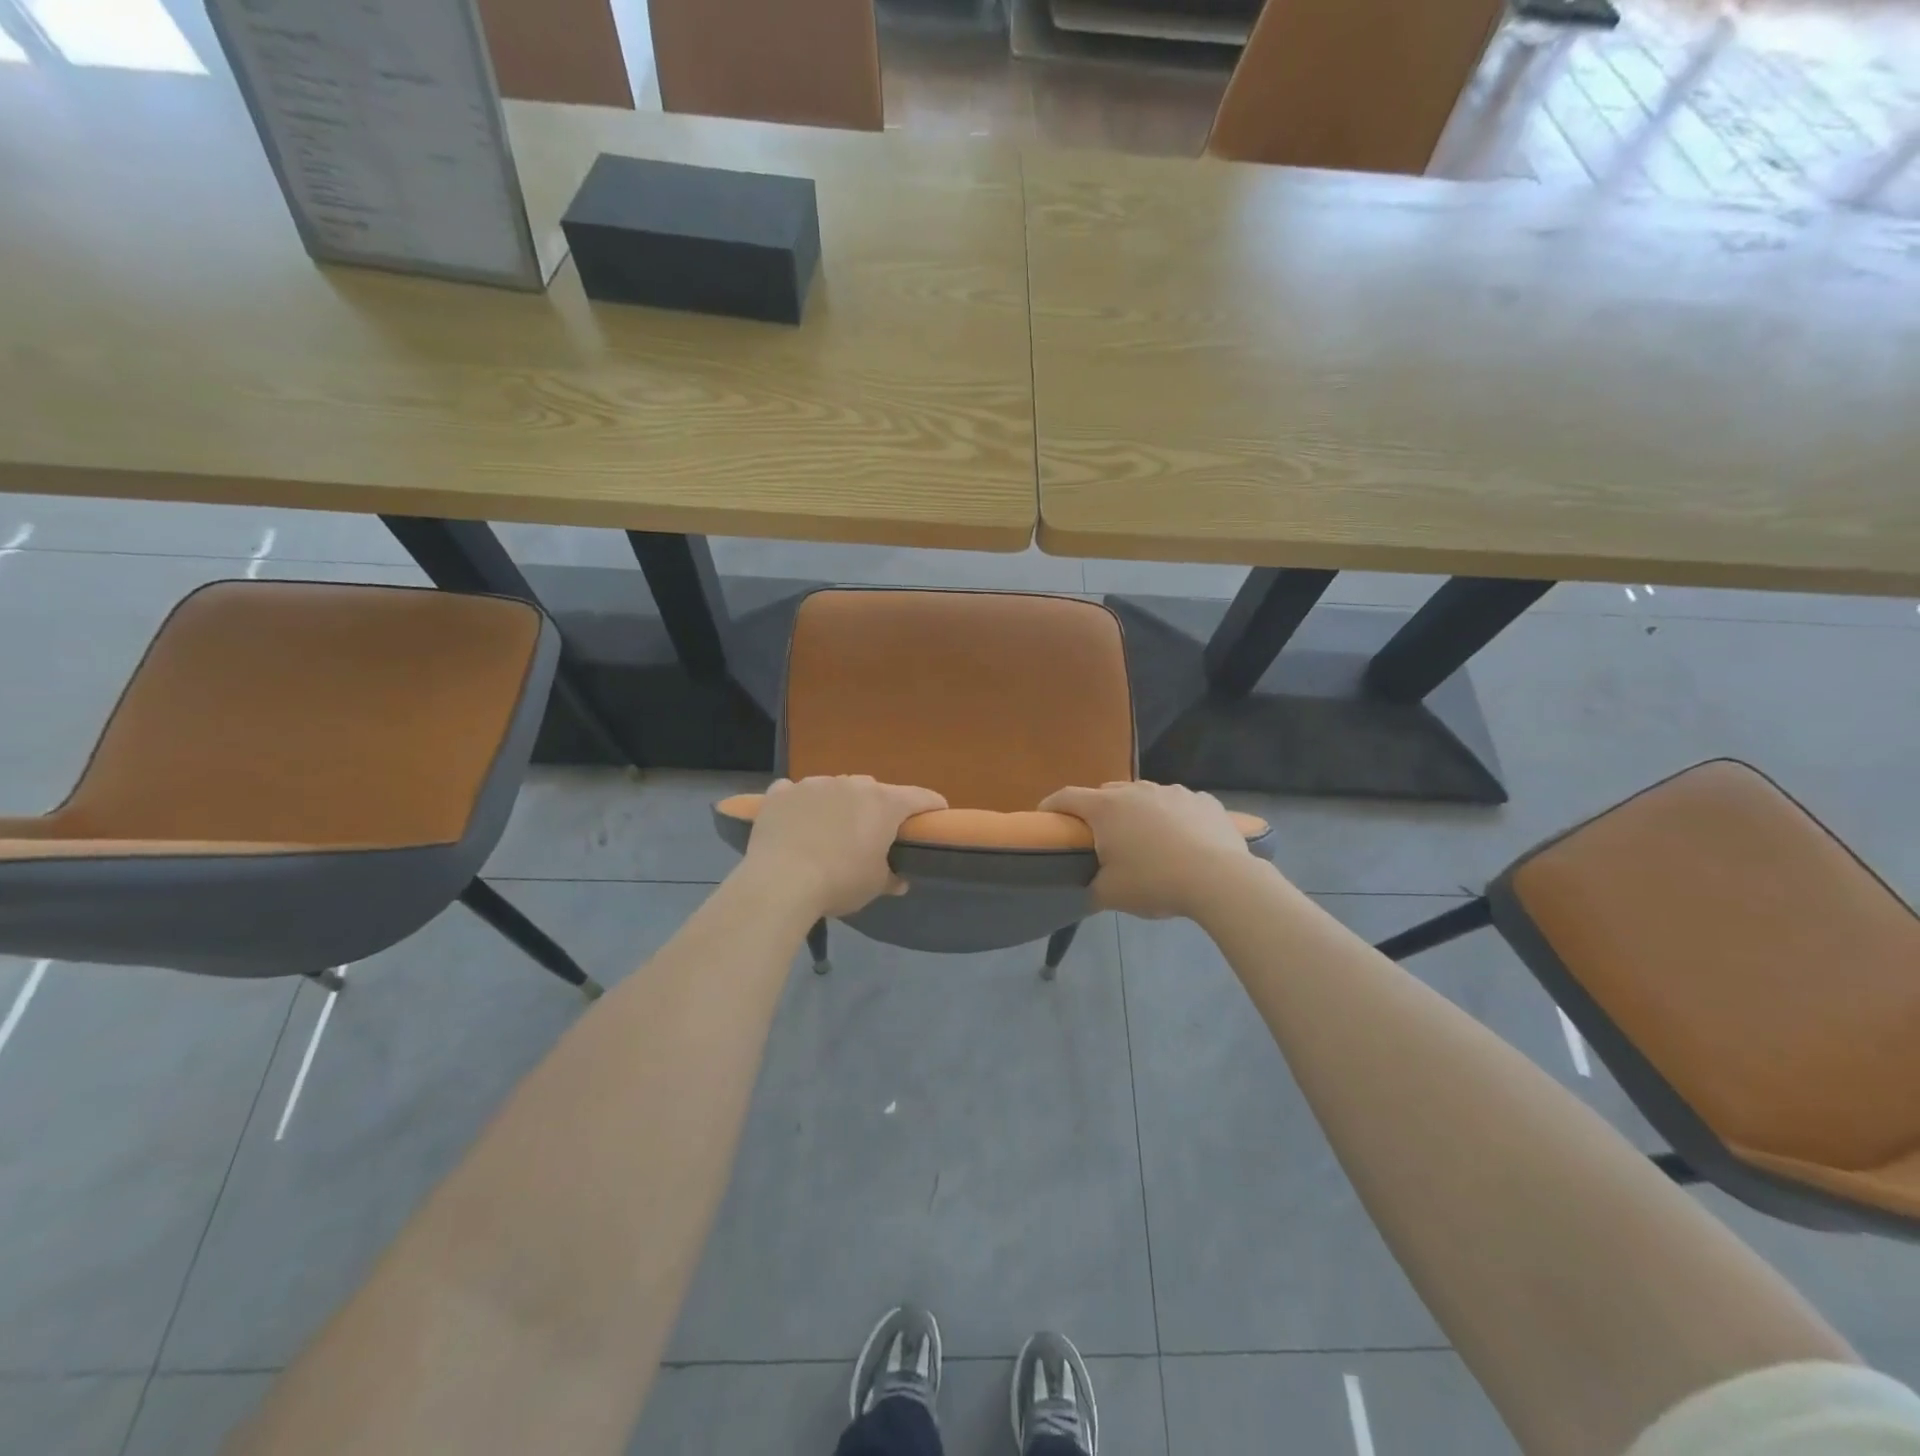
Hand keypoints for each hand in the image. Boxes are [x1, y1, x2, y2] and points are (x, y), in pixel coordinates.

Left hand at [741, 776, 948, 919]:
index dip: (932, 806)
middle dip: (878, 808)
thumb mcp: (873, 885)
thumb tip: (900, 881)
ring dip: (838, 804)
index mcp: (883, 803)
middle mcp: (851, 784)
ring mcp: (813, 784)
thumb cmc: (839, 881)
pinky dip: (800, 804)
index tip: (937, 814)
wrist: (779, 882)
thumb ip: (890, 877)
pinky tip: (795, 822)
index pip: (920, 797)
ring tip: (829, 830)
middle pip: (874, 791)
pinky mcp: (781, 793)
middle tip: (873, 833)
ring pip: (834, 788)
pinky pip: (796, 792)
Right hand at [1040, 780, 1260, 919]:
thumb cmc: (1154, 882)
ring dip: (1138, 813)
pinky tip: (1183, 840)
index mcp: (1106, 808)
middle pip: (1106, 793)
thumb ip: (1090, 886)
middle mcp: (1136, 790)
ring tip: (1147, 840)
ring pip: (1144, 796)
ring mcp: (1172, 791)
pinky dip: (1173, 817)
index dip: (1051, 806)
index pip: (1066, 797)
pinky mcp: (1203, 799)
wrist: (1219, 879)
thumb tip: (1088, 884)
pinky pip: (1178, 804)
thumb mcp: (1110, 894)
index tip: (1045, 818)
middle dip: (1098, 811)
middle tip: (1102, 838)